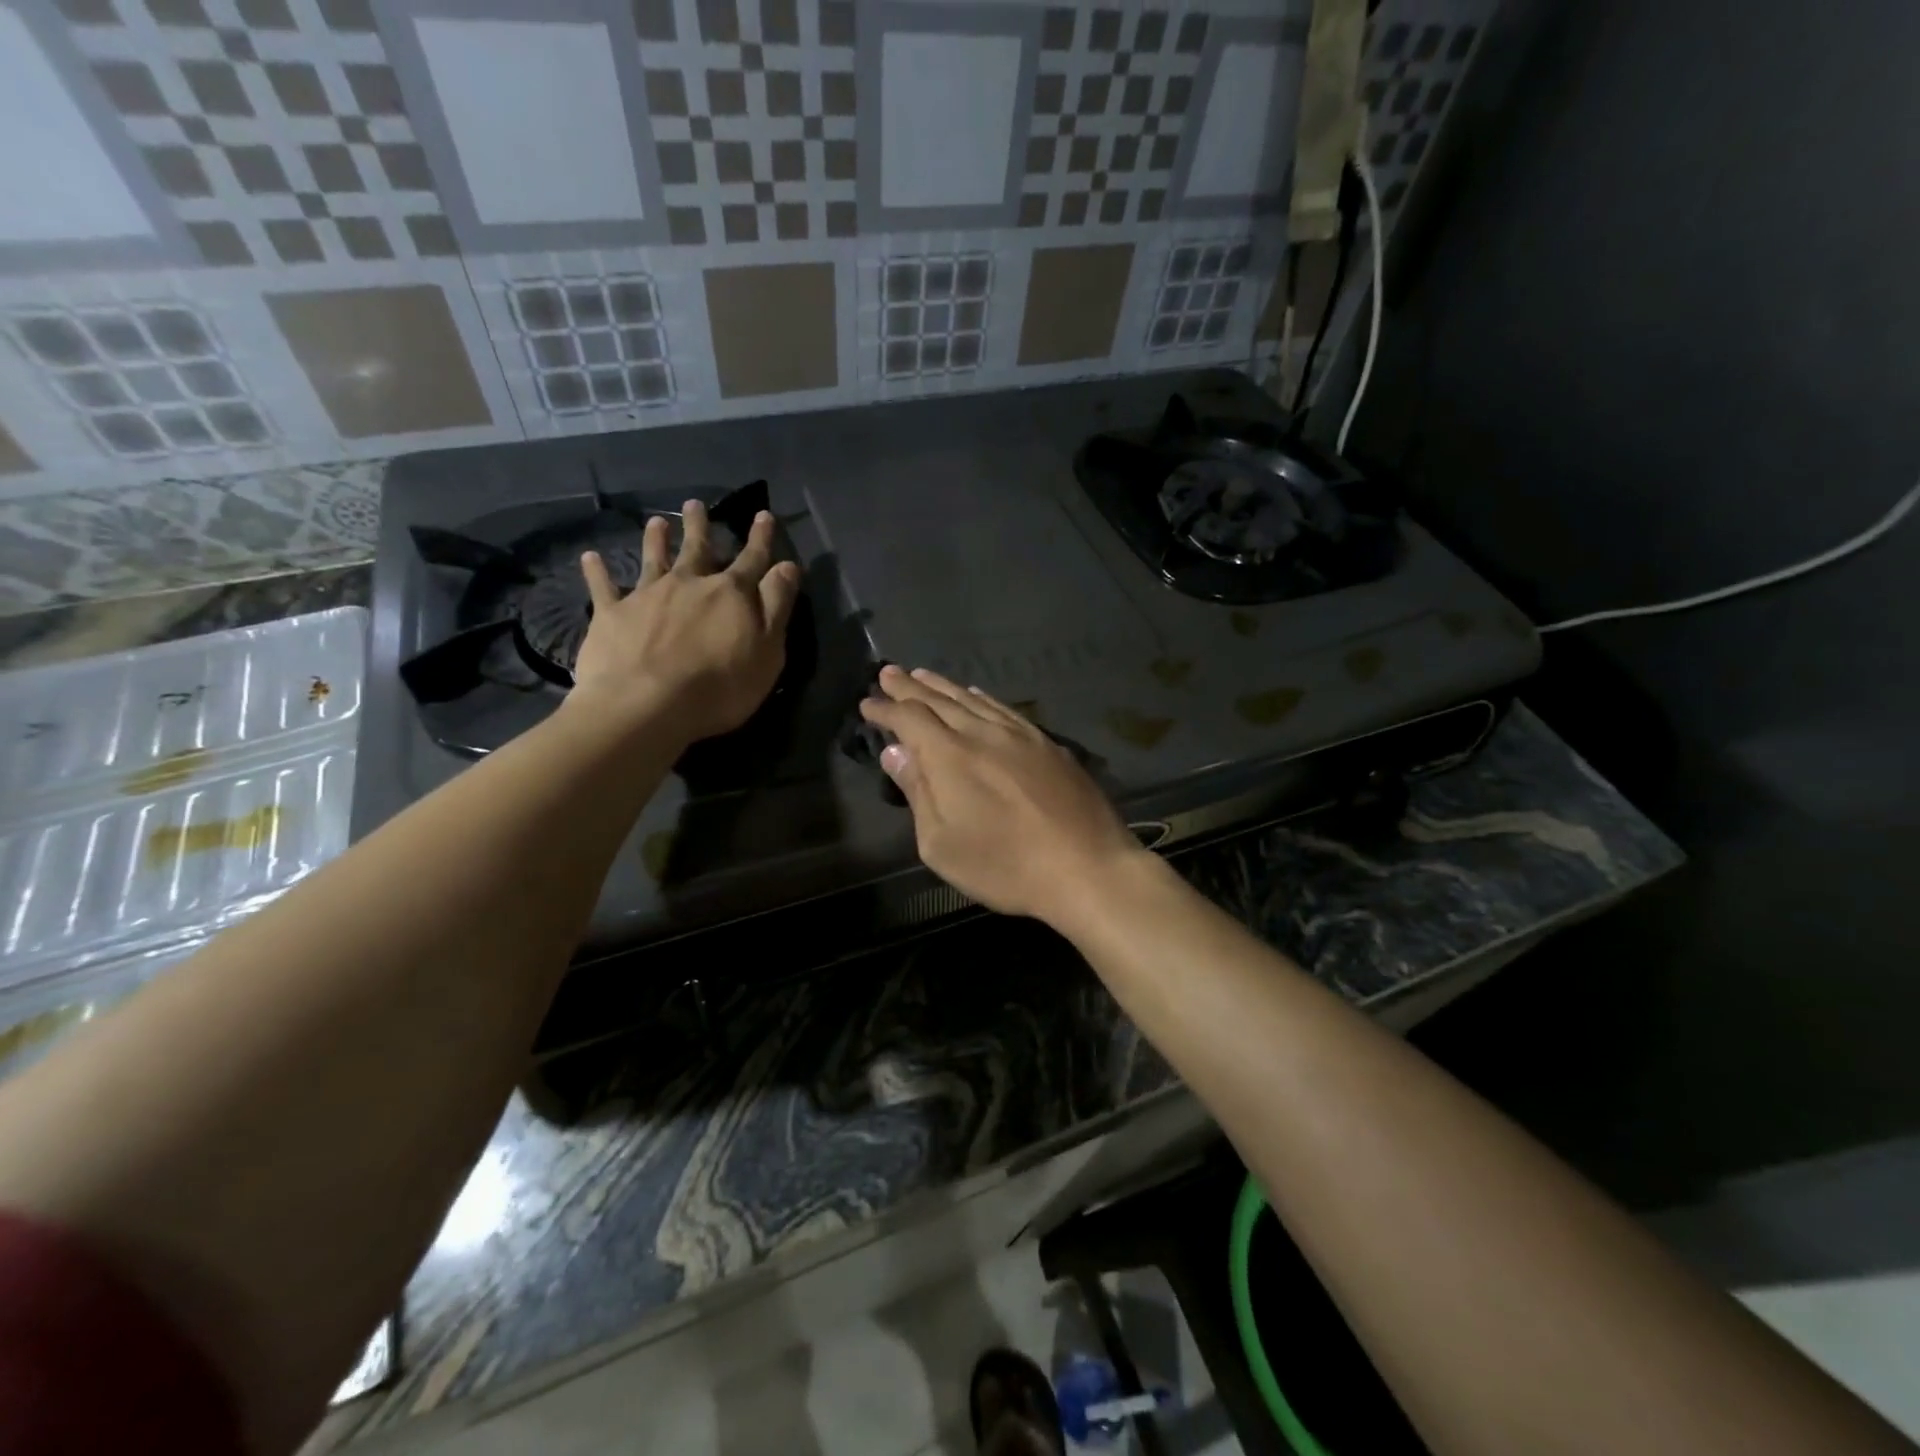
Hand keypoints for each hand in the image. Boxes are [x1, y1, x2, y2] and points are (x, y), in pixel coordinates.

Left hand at [572, 501, 801, 742]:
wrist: (648, 704)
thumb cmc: (720, 685)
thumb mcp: (768, 650)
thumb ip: (777, 606)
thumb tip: (787, 566)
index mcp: (731, 594)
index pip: (753, 559)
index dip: (761, 538)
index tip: (764, 515)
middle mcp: (689, 584)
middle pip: (698, 548)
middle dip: (700, 526)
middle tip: (696, 504)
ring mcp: (648, 595)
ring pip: (654, 558)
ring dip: (656, 539)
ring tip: (656, 521)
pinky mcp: (612, 614)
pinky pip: (603, 587)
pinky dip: (597, 571)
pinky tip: (590, 557)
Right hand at [859, 666, 1149, 924]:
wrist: (1086, 867)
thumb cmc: (1005, 866)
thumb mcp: (942, 844)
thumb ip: (918, 793)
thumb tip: (896, 752)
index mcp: (950, 756)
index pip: (909, 718)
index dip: (885, 709)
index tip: (867, 703)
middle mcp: (983, 733)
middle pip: (939, 700)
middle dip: (909, 686)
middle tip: (888, 671)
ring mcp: (1020, 735)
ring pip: (973, 700)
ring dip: (944, 686)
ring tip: (924, 674)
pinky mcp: (1048, 744)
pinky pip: (1005, 710)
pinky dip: (982, 699)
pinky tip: (977, 695)